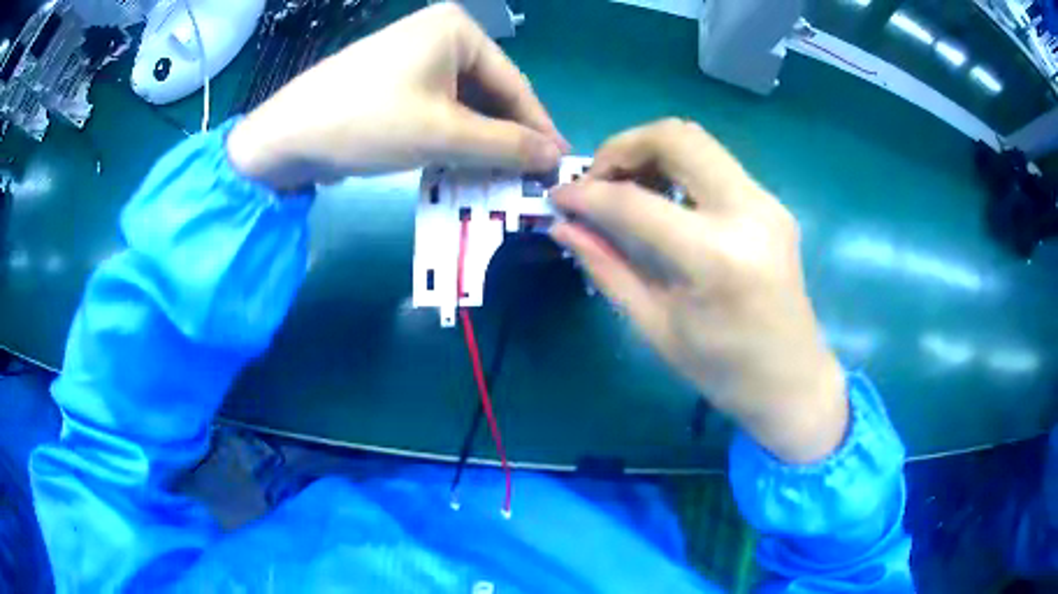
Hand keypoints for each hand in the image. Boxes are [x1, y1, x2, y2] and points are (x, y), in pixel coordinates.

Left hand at [227, 3, 568, 190]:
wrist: (285, 136)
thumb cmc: (368, 121)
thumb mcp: (444, 135)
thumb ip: (507, 145)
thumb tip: (555, 157)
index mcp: (458, 30)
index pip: (514, 83)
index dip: (537, 128)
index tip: (556, 166)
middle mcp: (440, 35)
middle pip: (488, 93)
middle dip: (505, 138)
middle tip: (525, 180)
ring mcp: (414, 57)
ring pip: (463, 105)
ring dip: (478, 144)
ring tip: (497, 180)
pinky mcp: (395, 81)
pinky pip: (438, 109)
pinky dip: (451, 139)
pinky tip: (460, 167)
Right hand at [550, 120, 846, 463]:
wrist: (792, 380)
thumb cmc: (722, 370)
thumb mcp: (655, 326)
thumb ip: (607, 267)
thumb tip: (564, 226)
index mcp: (715, 256)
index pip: (634, 202)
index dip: (586, 194)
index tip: (558, 198)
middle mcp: (747, 212)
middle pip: (674, 137)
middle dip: (622, 148)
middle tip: (597, 182)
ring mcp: (766, 202)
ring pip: (697, 140)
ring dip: (651, 152)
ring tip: (627, 189)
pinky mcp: (772, 203)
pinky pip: (716, 163)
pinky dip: (678, 167)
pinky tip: (664, 200)